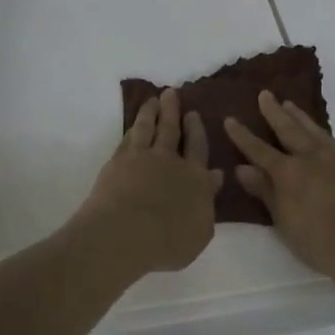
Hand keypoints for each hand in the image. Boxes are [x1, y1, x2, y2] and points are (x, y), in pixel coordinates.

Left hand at [76, 89, 219, 275]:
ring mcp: (142, 157)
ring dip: (151, 111)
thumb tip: (215, 176)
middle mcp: (170, 161)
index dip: (196, 130)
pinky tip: (134, 123)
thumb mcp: (200, 231)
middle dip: (173, 111)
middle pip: (172, 130)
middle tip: (171, 93)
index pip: (198, 148)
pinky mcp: (118, 161)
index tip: (193, 114)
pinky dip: (133, 127)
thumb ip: (208, 202)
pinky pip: (129, 138)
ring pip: (148, 127)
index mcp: (195, 178)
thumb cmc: (168, 241)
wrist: (126, 232)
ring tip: (153, 99)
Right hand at [225, 91, 334, 283]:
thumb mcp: (285, 222)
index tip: (230, 119)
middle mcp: (311, 158)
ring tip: (290, 104)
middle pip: (289, 129)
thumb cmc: (322, 241)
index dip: (243, 136)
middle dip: (274, 112)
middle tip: (265, 94)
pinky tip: (322, 137)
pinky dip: (322, 135)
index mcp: (288, 173)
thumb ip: (266, 192)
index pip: (259, 150)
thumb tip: (243, 169)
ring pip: (314, 131)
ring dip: (300, 117)